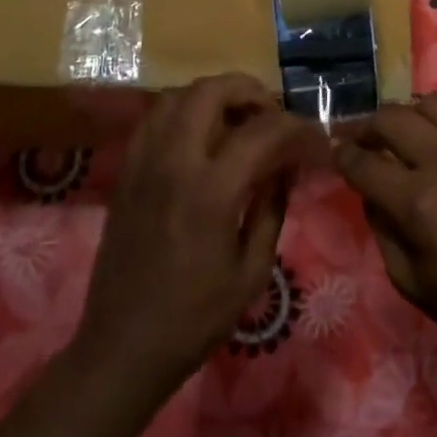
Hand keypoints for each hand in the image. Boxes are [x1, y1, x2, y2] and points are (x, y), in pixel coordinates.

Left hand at [76, 73, 321, 394]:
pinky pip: (154, 119)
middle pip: (210, 91)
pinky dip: (182, 111)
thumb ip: (272, 209)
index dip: (294, 126)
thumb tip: (285, 167)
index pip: (261, 132)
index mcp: (211, 191)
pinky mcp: (125, 171)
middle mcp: (174, 162)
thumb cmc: (194, 318)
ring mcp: (144, 162)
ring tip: (236, 117)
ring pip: (177, 95)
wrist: (123, 346)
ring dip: (212, 95)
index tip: (312, 134)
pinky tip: (199, 134)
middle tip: (271, 112)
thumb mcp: (252, 272)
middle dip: (248, 90)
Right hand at [335, 92, 436, 365]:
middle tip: (372, 139)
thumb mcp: (415, 286)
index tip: (339, 151)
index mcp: (418, 203)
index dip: (343, 154)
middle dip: (371, 126)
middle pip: (392, 118)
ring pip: (436, 102)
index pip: (361, 161)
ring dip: (418, 116)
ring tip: (421, 133)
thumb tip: (372, 190)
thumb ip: (383, 231)